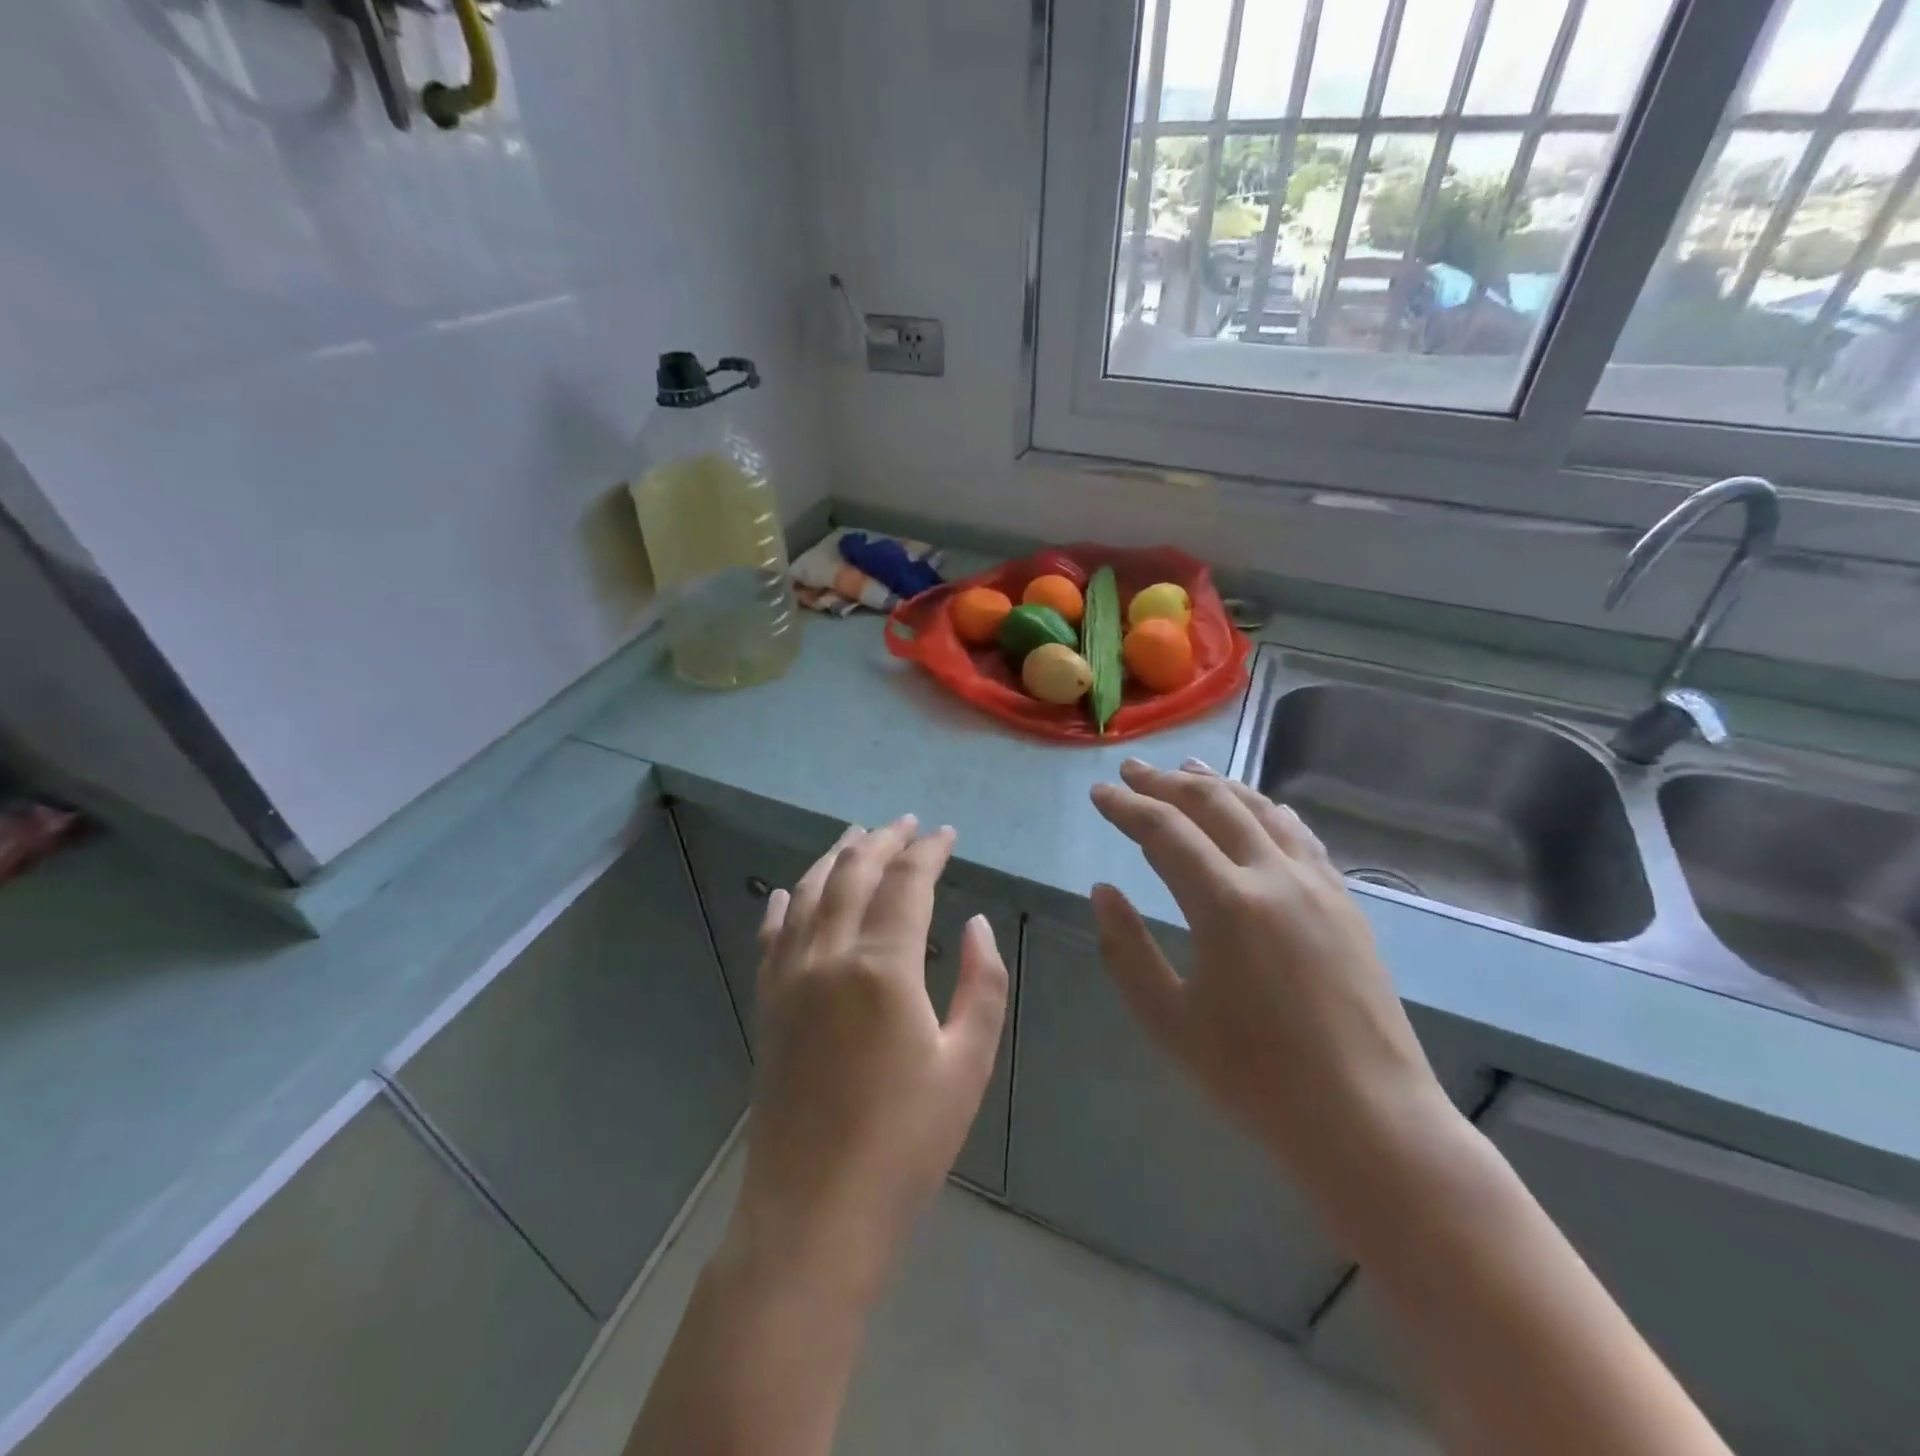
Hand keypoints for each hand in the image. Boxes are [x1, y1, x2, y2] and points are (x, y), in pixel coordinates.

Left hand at [728, 817, 1010, 1307]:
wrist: (814, 1213)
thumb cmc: (906, 1143)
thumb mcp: (967, 1064)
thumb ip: (981, 984)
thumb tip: (976, 924)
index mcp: (883, 966)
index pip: (907, 882)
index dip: (929, 851)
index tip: (946, 834)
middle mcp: (829, 956)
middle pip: (855, 874)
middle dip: (883, 841)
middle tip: (906, 824)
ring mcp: (790, 978)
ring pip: (810, 893)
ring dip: (836, 858)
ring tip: (857, 835)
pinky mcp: (768, 1004)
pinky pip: (773, 936)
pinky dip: (786, 904)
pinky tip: (792, 890)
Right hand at [1088, 759, 1456, 1204]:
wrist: (1369, 1121)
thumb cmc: (1256, 1079)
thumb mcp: (1168, 1021)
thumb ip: (1127, 950)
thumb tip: (1102, 891)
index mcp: (1225, 905)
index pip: (1164, 831)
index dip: (1126, 806)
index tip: (1099, 793)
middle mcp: (1274, 877)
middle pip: (1213, 804)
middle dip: (1166, 781)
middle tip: (1132, 770)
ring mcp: (1318, 885)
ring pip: (1261, 810)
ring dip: (1218, 784)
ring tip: (1188, 770)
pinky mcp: (1346, 902)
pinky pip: (1300, 836)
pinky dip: (1267, 810)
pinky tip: (1259, 808)